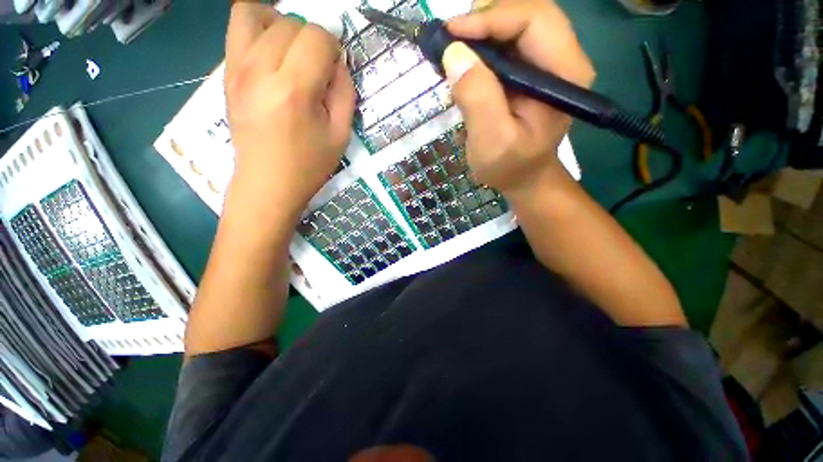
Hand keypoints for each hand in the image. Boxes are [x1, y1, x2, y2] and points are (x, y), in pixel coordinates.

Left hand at [224, 3, 354, 218]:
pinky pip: (237, 28)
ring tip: (292, 51)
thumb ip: (345, 92)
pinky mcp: (226, 73)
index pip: (316, 37)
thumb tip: (338, 62)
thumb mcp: (341, 135)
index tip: (335, 67)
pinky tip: (272, 54)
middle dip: (311, 38)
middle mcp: (260, 70)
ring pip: (255, 13)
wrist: (268, 183)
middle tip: (317, 66)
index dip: (333, 46)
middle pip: (289, 23)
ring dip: (281, 24)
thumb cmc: (309, 165)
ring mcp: (237, 69)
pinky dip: (258, 29)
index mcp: (294, 90)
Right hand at [444, 0, 594, 194]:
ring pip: (515, 25)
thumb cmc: (510, 166)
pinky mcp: (531, 72)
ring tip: (455, 51)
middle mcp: (562, 60)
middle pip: (526, 14)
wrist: (524, 178)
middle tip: (451, 39)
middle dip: (485, 20)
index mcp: (563, 74)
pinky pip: (508, 44)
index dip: (491, 18)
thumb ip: (477, 98)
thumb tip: (453, 53)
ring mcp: (547, 64)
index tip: (451, 34)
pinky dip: (483, 46)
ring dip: (482, 31)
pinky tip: (466, 62)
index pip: (533, 20)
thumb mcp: (491, 141)